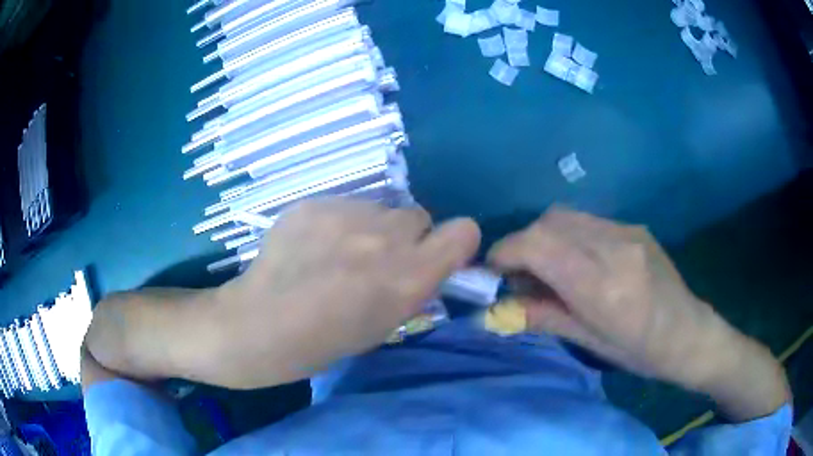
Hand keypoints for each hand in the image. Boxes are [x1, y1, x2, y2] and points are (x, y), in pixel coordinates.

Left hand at [210, 198, 480, 388]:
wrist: (261, 324)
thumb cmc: (325, 342)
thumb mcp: (385, 324)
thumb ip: (413, 286)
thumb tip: (424, 261)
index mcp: (409, 276)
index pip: (463, 231)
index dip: (453, 242)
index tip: (436, 255)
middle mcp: (385, 237)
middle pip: (418, 216)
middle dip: (404, 237)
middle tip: (374, 259)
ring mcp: (347, 213)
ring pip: (378, 209)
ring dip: (368, 228)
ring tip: (334, 253)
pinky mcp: (314, 202)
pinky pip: (342, 205)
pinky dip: (335, 222)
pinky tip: (310, 246)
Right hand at [488, 208, 788, 419]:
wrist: (689, 334)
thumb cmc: (641, 351)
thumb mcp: (590, 342)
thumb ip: (543, 317)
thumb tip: (499, 308)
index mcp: (603, 285)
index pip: (539, 245)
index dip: (506, 252)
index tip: (493, 271)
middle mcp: (615, 247)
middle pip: (550, 222)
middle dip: (524, 244)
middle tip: (520, 276)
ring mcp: (628, 231)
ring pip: (567, 216)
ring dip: (545, 237)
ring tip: (548, 269)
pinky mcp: (634, 227)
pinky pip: (588, 221)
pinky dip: (568, 236)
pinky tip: (577, 262)